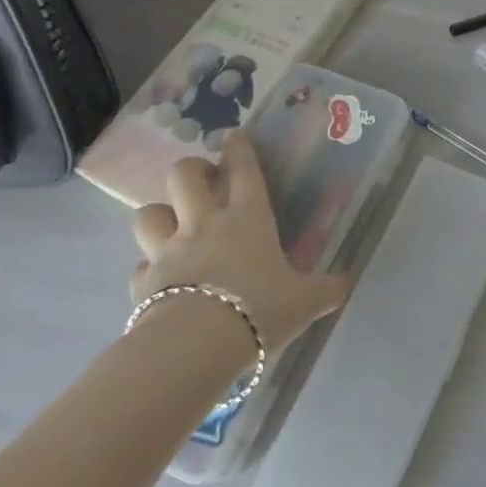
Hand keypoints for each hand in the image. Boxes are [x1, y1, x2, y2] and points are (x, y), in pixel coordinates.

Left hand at [130, 134, 347, 362]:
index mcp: (248, 217)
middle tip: (203, 179)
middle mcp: (205, 224)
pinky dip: (147, 267)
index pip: (243, 169)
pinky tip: (159, 278)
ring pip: (148, 213)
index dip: (239, 148)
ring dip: (159, 213)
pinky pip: (138, 265)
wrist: (193, 350)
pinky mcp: (142, 284)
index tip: (235, 137)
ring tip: (173, 224)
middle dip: (191, 169)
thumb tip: (346, 285)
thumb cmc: (257, 311)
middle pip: (183, 176)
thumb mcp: (304, 302)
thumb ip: (325, 289)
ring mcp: (168, 251)